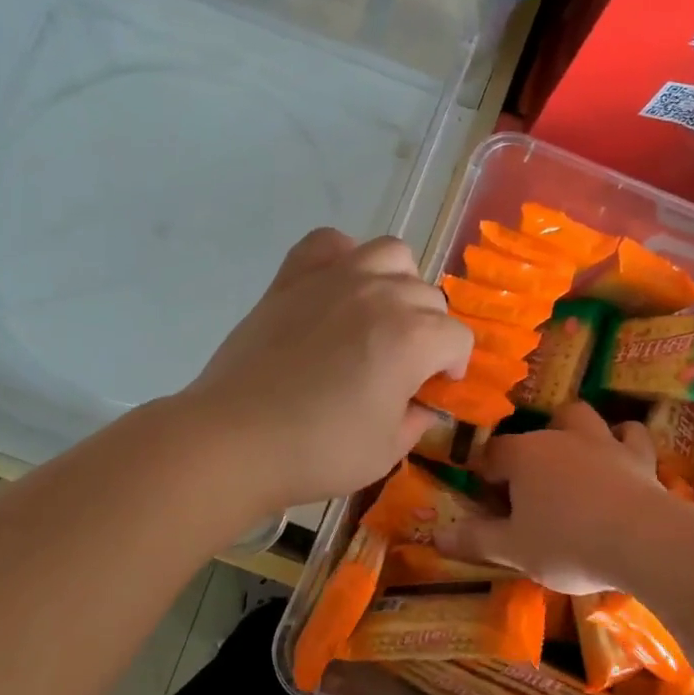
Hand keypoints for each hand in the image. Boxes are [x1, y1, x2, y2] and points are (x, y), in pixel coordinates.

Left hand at [180, 229, 473, 513]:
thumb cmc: (318, 451)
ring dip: (399, 283)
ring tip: (381, 315)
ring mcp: (335, 279)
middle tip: (405, 365)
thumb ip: (416, 420)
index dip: (453, 366)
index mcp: (413, 338)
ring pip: (392, 255)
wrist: (236, 439)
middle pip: (429, 297)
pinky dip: (344, 256)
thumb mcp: (386, 450)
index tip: (436, 389)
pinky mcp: (293, 278)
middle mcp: (381, 295)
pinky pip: (329, 243)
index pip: (457, 338)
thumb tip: (422, 404)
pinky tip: (339, 286)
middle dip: (429, 331)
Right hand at [439, 403, 666, 595]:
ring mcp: (603, 441)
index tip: (488, 501)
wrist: (644, 541)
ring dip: (574, 431)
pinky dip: (624, 441)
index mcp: (523, 455)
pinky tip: (622, 455)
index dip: (486, 475)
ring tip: (572, 458)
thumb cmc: (568, 543)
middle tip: (531, 483)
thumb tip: (436, 537)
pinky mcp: (640, 456)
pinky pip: (631, 434)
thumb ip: (475, 540)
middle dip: (529, 450)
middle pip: (536, 431)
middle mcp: (559, 437)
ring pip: (581, 417)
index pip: (492, 454)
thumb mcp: (513, 550)